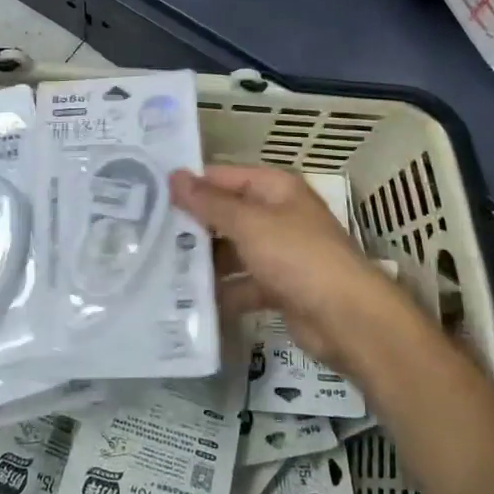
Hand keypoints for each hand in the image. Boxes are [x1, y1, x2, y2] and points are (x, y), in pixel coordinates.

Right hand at [171, 165, 424, 383]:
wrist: (348, 318)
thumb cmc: (298, 256)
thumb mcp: (249, 223)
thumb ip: (209, 202)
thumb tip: (174, 175)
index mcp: (275, 188)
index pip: (224, 177)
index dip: (192, 184)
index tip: (150, 194)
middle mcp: (278, 215)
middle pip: (227, 214)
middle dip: (193, 226)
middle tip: (145, 234)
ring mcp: (280, 253)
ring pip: (232, 251)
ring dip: (204, 261)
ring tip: (159, 268)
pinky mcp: (279, 288)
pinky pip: (243, 284)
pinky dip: (222, 292)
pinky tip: (189, 301)